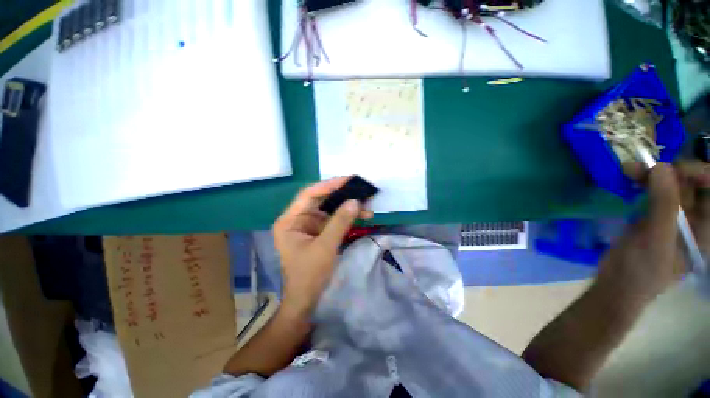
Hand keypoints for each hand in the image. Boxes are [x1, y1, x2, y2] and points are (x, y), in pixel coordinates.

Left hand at [273, 177, 372, 317]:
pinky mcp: (319, 232)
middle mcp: (298, 219)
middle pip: (320, 200)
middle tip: (359, 189)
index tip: (348, 180)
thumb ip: (340, 222)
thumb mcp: (326, 246)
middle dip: (341, 195)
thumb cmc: (309, 274)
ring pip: (329, 209)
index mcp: (290, 220)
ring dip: (347, 207)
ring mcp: (309, 225)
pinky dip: (347, 218)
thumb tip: (355, 201)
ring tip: (366, 205)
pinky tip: (361, 217)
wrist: (306, 299)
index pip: (309, 194)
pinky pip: (334, 220)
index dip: (329, 185)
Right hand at [599, 161, 709, 302]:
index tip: (675, 169)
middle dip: (671, 170)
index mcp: (706, 228)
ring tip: (630, 169)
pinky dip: (644, 181)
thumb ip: (664, 204)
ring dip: (653, 174)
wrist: (617, 284)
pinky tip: (630, 178)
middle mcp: (695, 218)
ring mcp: (674, 216)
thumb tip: (661, 167)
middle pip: (692, 183)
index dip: (700, 173)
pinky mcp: (654, 215)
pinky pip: (655, 191)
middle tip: (644, 165)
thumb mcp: (656, 239)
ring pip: (671, 184)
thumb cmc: (642, 269)